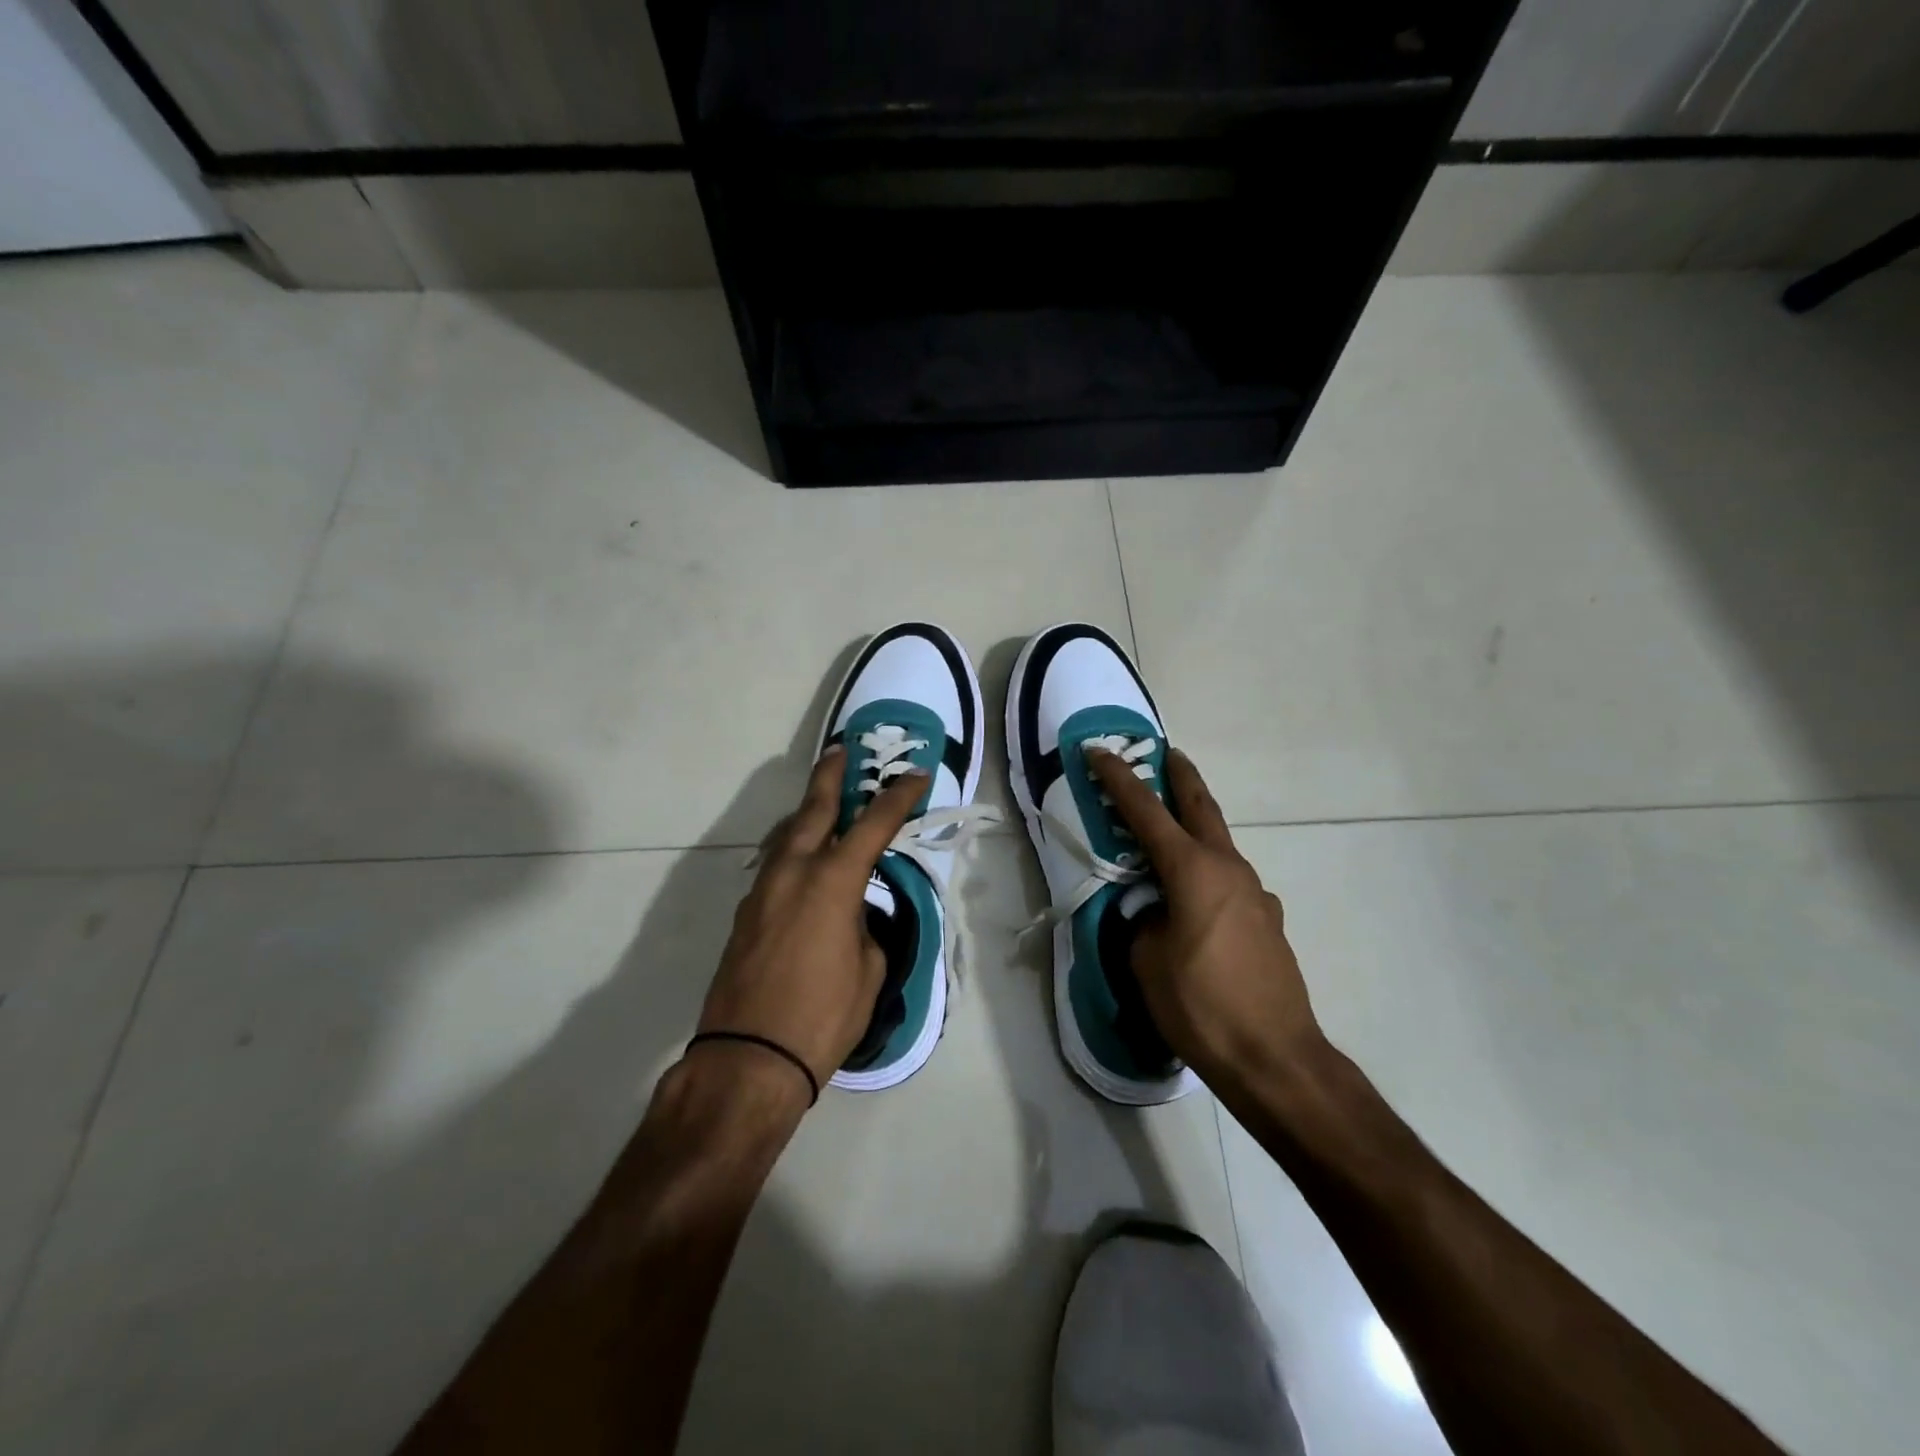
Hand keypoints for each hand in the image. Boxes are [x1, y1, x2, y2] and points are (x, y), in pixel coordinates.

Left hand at [695, 746, 927, 1091]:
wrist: (747, 1059)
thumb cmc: (822, 1017)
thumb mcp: (868, 970)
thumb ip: (864, 928)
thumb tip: (852, 915)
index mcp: (832, 881)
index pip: (874, 824)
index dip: (898, 796)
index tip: (916, 775)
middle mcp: (793, 872)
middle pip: (813, 809)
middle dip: (830, 776)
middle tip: (840, 750)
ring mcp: (762, 891)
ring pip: (786, 835)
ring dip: (806, 814)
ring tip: (822, 804)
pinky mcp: (744, 914)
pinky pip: (773, 866)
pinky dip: (791, 851)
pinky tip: (801, 862)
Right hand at [1088, 746, 1324, 1092]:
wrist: (1276, 1058)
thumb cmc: (1201, 1005)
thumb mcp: (1147, 960)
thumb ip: (1142, 920)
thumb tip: (1152, 911)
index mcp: (1193, 870)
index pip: (1146, 811)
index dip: (1118, 779)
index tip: (1098, 751)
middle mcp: (1229, 869)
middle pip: (1201, 807)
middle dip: (1181, 776)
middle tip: (1166, 754)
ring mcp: (1256, 894)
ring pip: (1219, 845)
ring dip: (1195, 828)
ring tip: (1170, 836)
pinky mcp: (1268, 921)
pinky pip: (1230, 882)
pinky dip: (1208, 873)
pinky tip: (1196, 904)